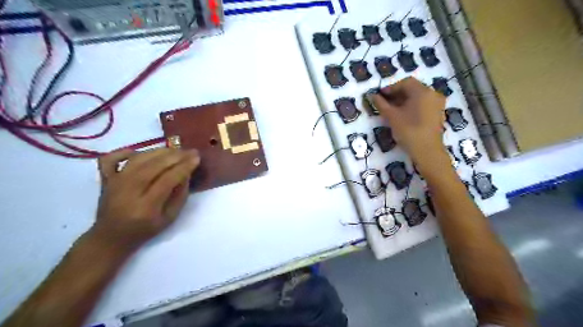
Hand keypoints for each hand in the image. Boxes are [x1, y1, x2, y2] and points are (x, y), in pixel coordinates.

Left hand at [90, 148, 199, 251]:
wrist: (111, 238)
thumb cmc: (145, 230)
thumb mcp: (170, 218)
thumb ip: (180, 195)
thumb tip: (186, 173)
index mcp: (146, 207)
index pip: (168, 180)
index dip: (184, 167)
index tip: (197, 158)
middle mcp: (128, 192)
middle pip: (153, 166)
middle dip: (175, 156)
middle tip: (190, 151)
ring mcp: (114, 183)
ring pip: (138, 159)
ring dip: (159, 151)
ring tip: (175, 149)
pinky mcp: (105, 179)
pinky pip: (111, 159)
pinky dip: (124, 151)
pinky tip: (139, 151)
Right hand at [371, 75, 446, 169]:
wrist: (427, 151)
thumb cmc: (409, 131)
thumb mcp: (392, 117)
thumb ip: (381, 104)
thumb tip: (372, 96)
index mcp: (422, 91)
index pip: (405, 83)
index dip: (391, 88)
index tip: (380, 95)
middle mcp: (433, 94)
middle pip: (413, 89)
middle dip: (397, 94)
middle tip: (384, 102)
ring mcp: (437, 104)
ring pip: (418, 97)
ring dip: (404, 100)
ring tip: (392, 110)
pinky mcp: (438, 114)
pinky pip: (423, 104)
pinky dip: (412, 106)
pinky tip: (403, 115)